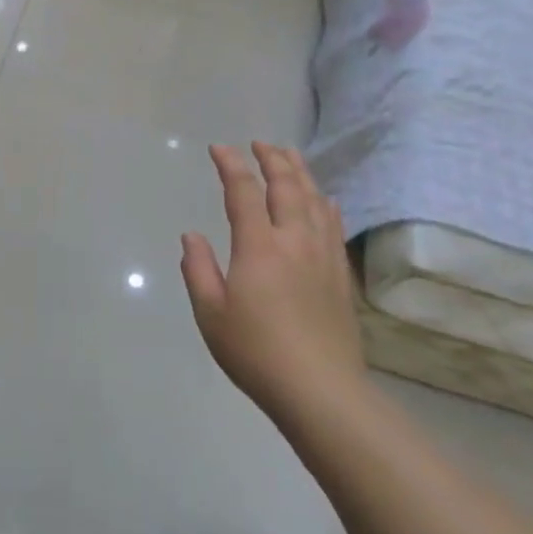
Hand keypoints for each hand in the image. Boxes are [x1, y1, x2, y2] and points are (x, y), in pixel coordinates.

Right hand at [181, 143, 363, 411]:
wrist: (321, 390)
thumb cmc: (256, 352)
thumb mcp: (210, 313)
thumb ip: (198, 269)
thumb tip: (192, 236)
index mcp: (259, 246)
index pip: (244, 192)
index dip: (231, 165)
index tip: (219, 148)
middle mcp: (294, 241)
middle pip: (287, 186)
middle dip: (272, 159)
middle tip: (260, 143)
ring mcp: (323, 256)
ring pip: (315, 200)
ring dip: (301, 173)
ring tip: (290, 155)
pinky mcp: (340, 275)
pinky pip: (334, 225)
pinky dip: (325, 203)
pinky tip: (324, 199)